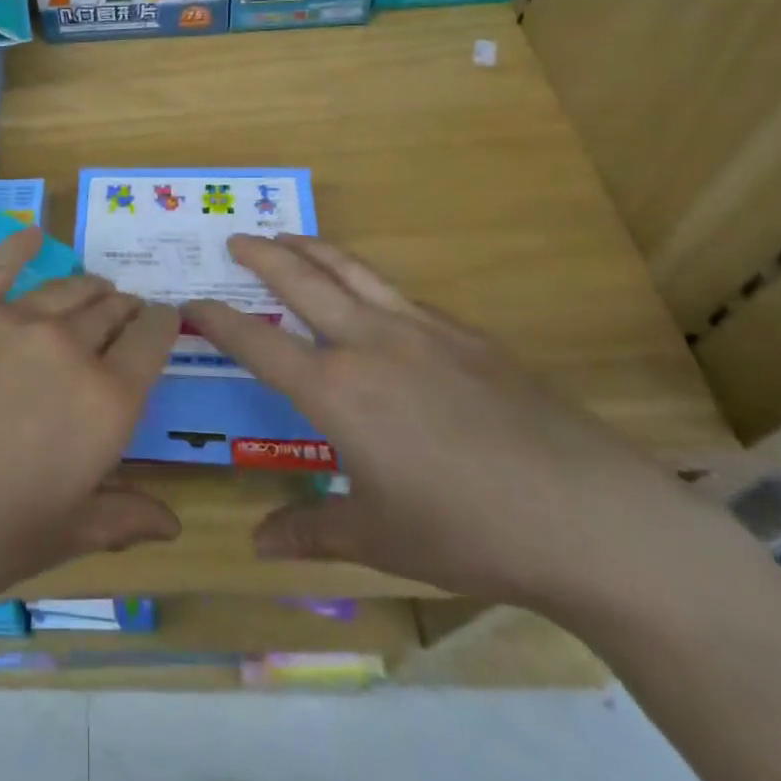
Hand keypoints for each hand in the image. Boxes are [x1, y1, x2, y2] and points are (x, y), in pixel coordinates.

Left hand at [0, 227, 181, 620]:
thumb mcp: (61, 537)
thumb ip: (122, 517)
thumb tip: (174, 523)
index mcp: (105, 402)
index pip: (152, 341)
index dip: (164, 325)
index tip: (164, 322)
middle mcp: (67, 347)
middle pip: (111, 309)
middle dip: (125, 310)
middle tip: (124, 314)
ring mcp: (10, 319)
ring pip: (66, 288)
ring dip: (89, 286)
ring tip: (94, 288)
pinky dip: (21, 245)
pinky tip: (32, 234)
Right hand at [183, 234, 730, 615]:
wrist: (588, 515)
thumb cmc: (467, 532)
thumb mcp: (380, 538)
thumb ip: (312, 532)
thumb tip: (258, 543)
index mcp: (337, 391)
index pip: (258, 343)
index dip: (218, 320)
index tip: (191, 303)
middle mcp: (370, 345)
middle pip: (303, 282)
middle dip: (264, 256)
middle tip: (238, 240)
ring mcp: (422, 331)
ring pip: (354, 272)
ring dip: (315, 250)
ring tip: (291, 237)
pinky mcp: (467, 335)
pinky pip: (402, 297)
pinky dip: (371, 284)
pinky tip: (374, 297)